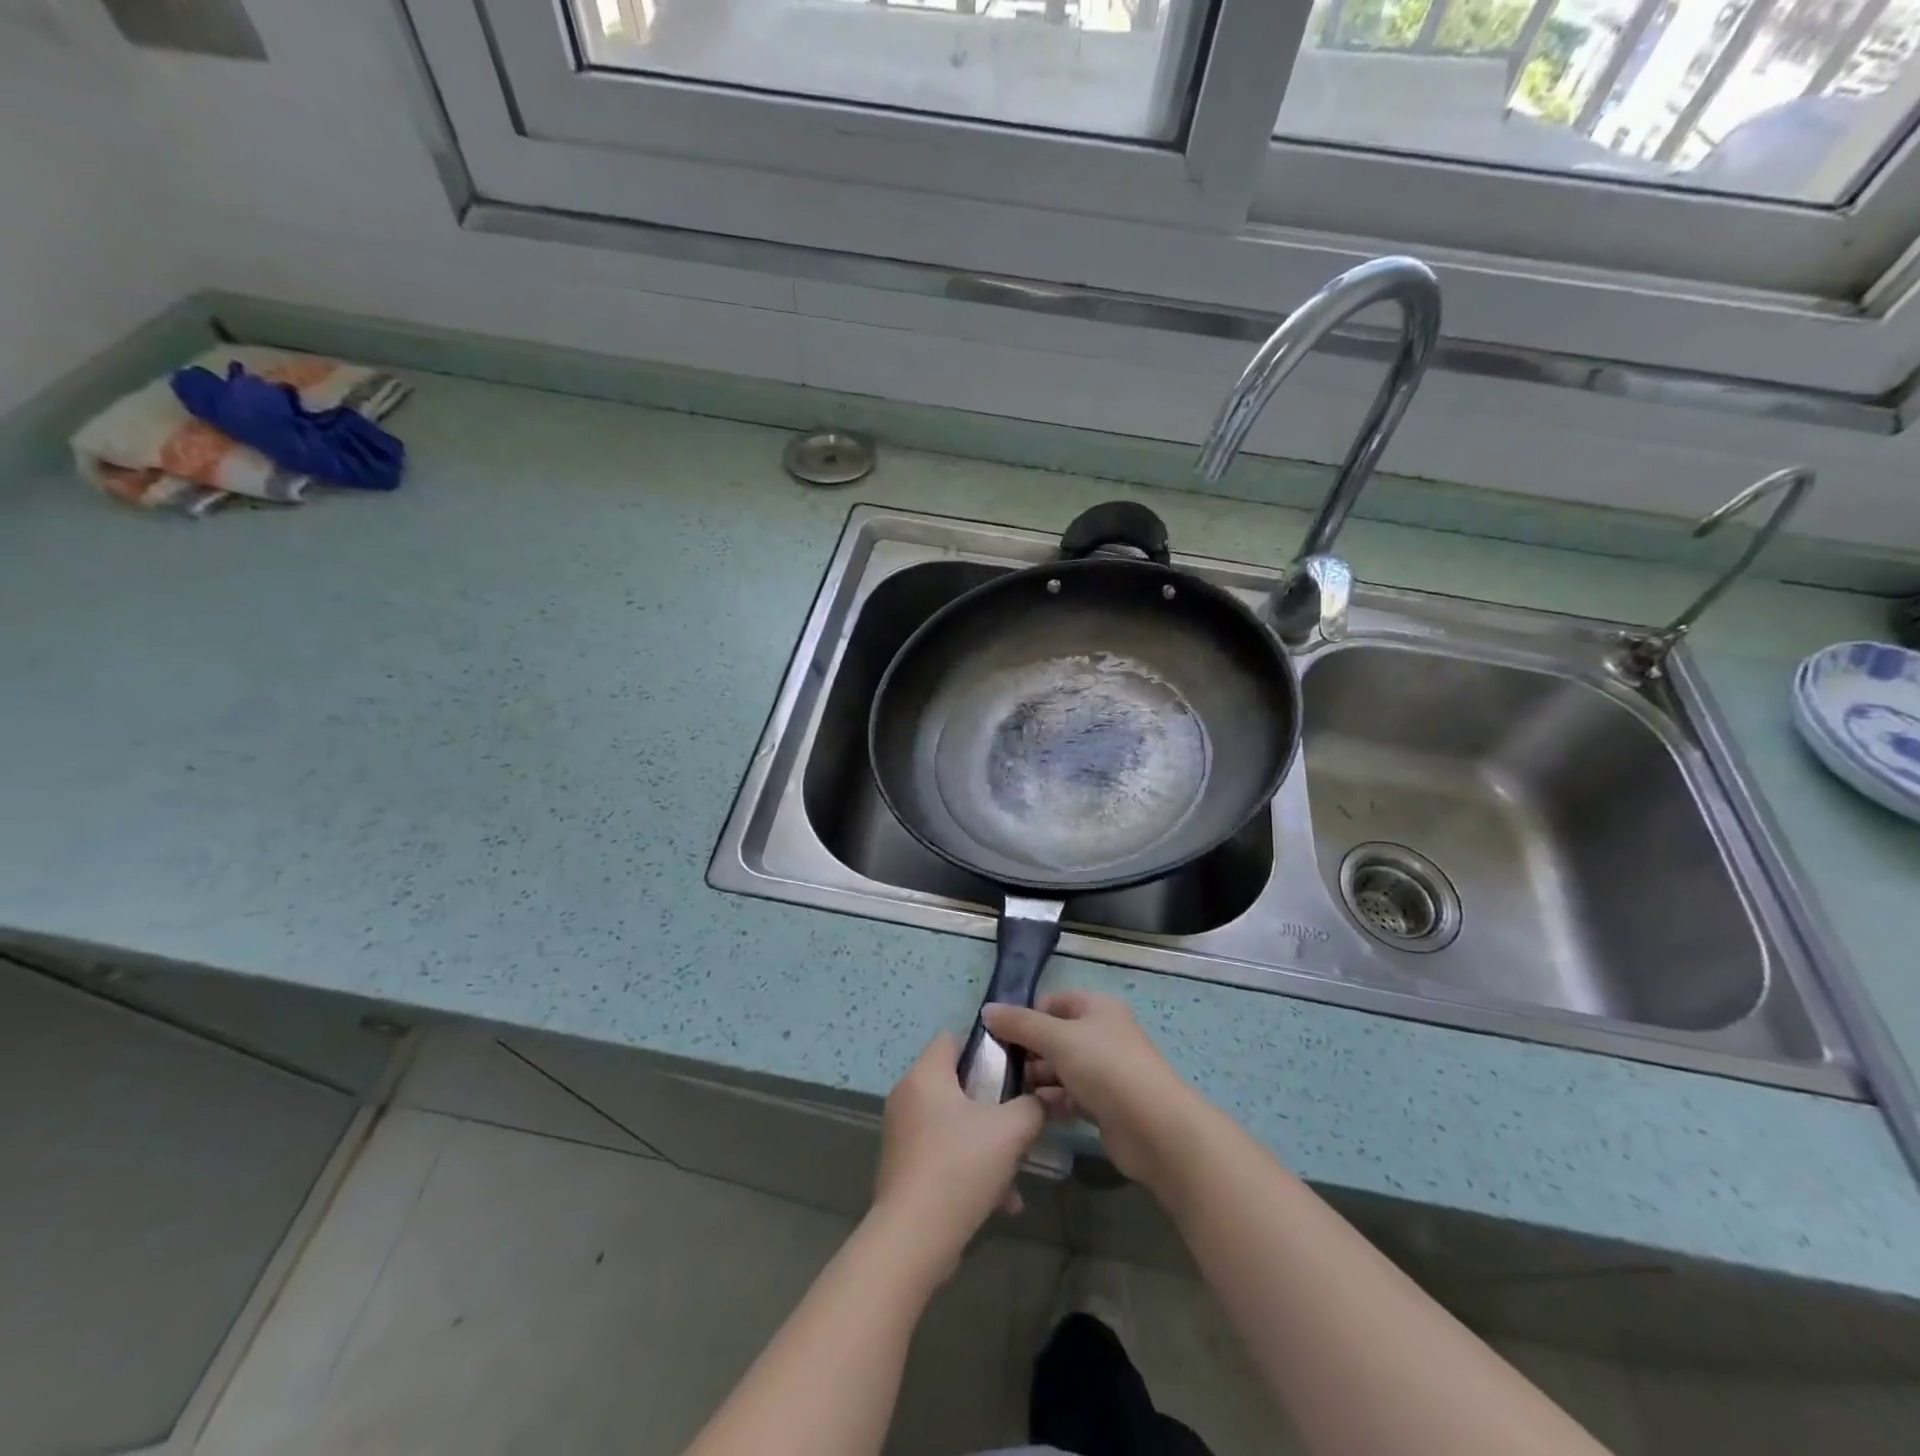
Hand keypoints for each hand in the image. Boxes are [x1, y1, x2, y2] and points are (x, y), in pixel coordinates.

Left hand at [871, 1033, 1044, 1277]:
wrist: (913, 1238)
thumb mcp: (1011, 1131)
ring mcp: (901, 1133)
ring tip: (1015, 1171)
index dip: (985, 1048)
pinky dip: (969, 1167)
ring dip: (986, 1142)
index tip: (1013, 1069)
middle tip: (1018, 1121)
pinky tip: (1000, 1201)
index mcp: (925, 1075)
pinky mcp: (903, 1166)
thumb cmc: (960, 1167)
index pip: (953, 1038)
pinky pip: (943, 1153)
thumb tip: (1040, 1100)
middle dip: (992, 1103)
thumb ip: (1032, 1106)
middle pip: (956, 1083)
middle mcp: (907, 1096)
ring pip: (953, 1123)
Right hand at [981, 991, 1201, 1186]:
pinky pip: (1070, 1097)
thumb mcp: (1057, 1038)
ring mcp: (1105, 1071)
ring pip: (1060, 1068)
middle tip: (998, 1068)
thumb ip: (1020, 1024)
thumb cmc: (1106, 1068)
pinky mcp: (1105, 1105)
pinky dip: (1051, 1101)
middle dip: (1028, 1050)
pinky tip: (1030, 1111)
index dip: (1026, 1015)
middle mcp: (1101, 1035)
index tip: (999, 1035)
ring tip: (1008, 1093)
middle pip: (1055, 1036)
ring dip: (1037, 1078)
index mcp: (1096, 1008)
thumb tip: (987, 1010)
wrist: (1154, 1129)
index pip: (1053, 1002)